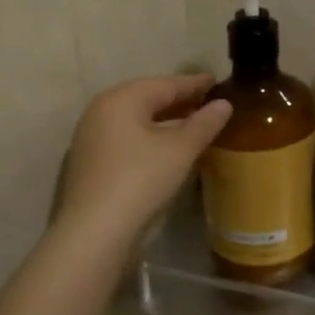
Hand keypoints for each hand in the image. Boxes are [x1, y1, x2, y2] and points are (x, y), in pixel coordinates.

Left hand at [51, 75, 233, 242]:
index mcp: (121, 99)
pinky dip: (150, 137)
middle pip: (147, 98)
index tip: (216, 81)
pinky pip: (127, 138)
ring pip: (136, 120)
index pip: (165, 84)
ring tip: (191, 124)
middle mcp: (101, 112)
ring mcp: (91, 138)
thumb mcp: (181, 150)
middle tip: (207, 101)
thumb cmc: (141, 180)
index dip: (194, 83)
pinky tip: (166, 148)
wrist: (94, 233)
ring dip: (164, 120)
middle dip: (178, 100)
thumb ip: (204, 123)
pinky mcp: (90, 163)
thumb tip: (224, 104)